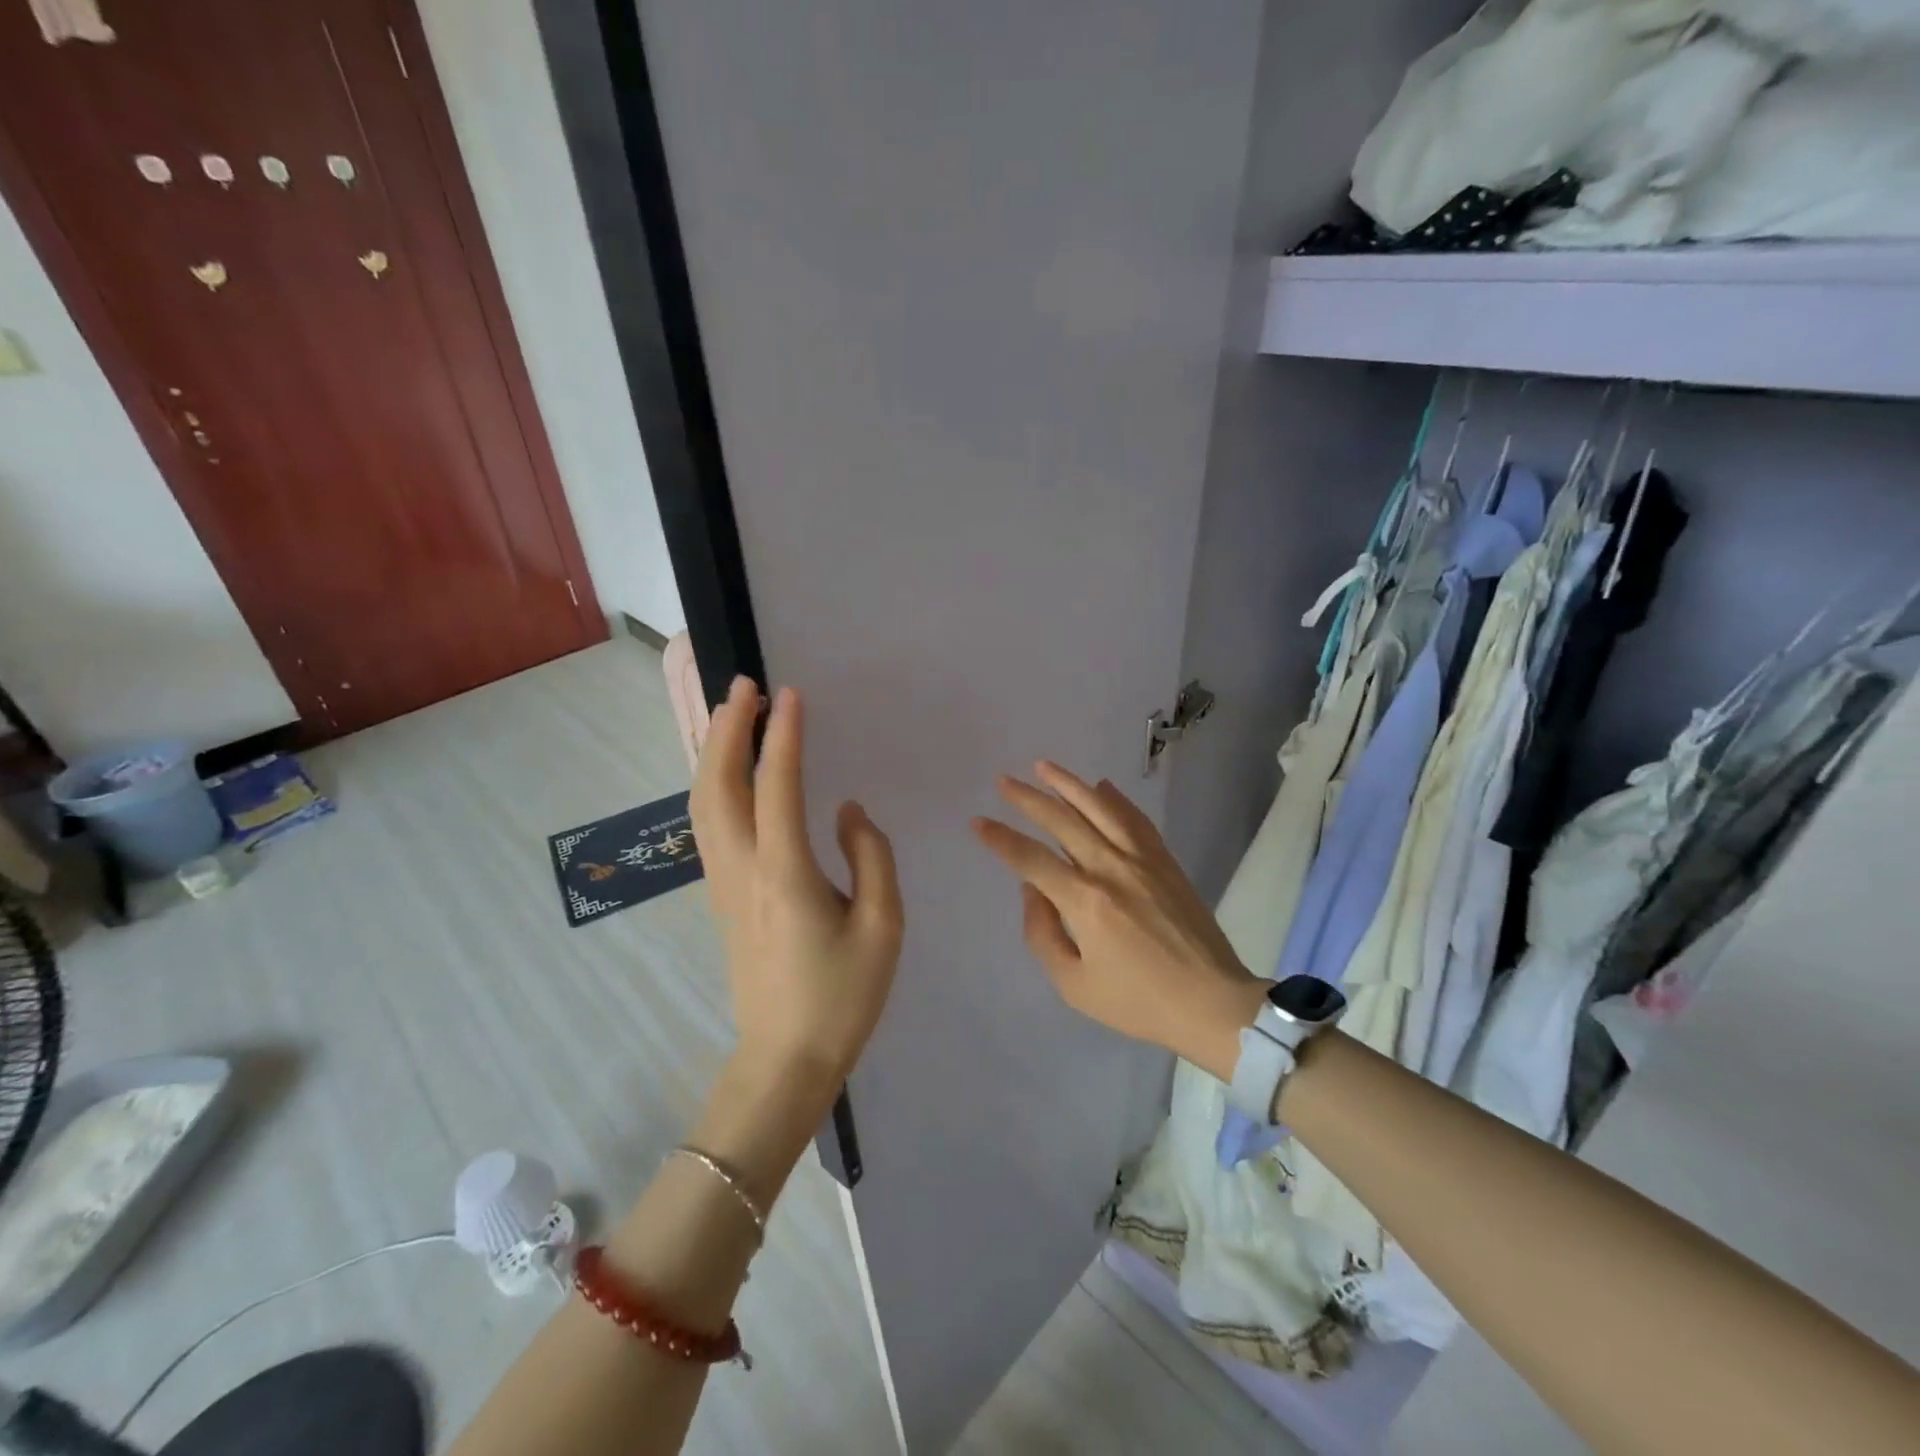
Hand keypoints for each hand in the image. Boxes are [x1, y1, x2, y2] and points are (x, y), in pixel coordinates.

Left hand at [690, 678, 904, 1099]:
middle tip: (745, 686)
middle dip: (727, 729)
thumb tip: (846, 811)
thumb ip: (870, 856)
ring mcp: (723, 883)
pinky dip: (711, 783)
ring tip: (730, 714)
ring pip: (703, 803)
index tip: (791, 693)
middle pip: (718, 784)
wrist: (785, 1060)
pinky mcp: (721, 896)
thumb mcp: (883, 926)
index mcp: (785, 873)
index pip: (777, 786)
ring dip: (713, 752)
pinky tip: (726, 771)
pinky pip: (707, 824)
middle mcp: (743, 869)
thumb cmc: (843, 996)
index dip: (783, 735)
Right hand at [973, 762, 1265, 1080]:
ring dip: (1069, 784)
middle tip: (1003, 781)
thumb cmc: (1138, 1002)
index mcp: (1085, 902)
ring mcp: (1142, 860)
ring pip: (1100, 809)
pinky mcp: (1165, 861)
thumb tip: (1032, 890)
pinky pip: (1136, 820)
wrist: (1211, 1003)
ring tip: (1043, 766)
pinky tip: (1102, 786)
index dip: (1001, 839)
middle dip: (1028, 799)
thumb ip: (1043, 934)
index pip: (1032, 859)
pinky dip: (1116, 799)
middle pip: (1062, 822)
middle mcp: (1111, 869)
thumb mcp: (1074, 985)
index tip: (977, 821)